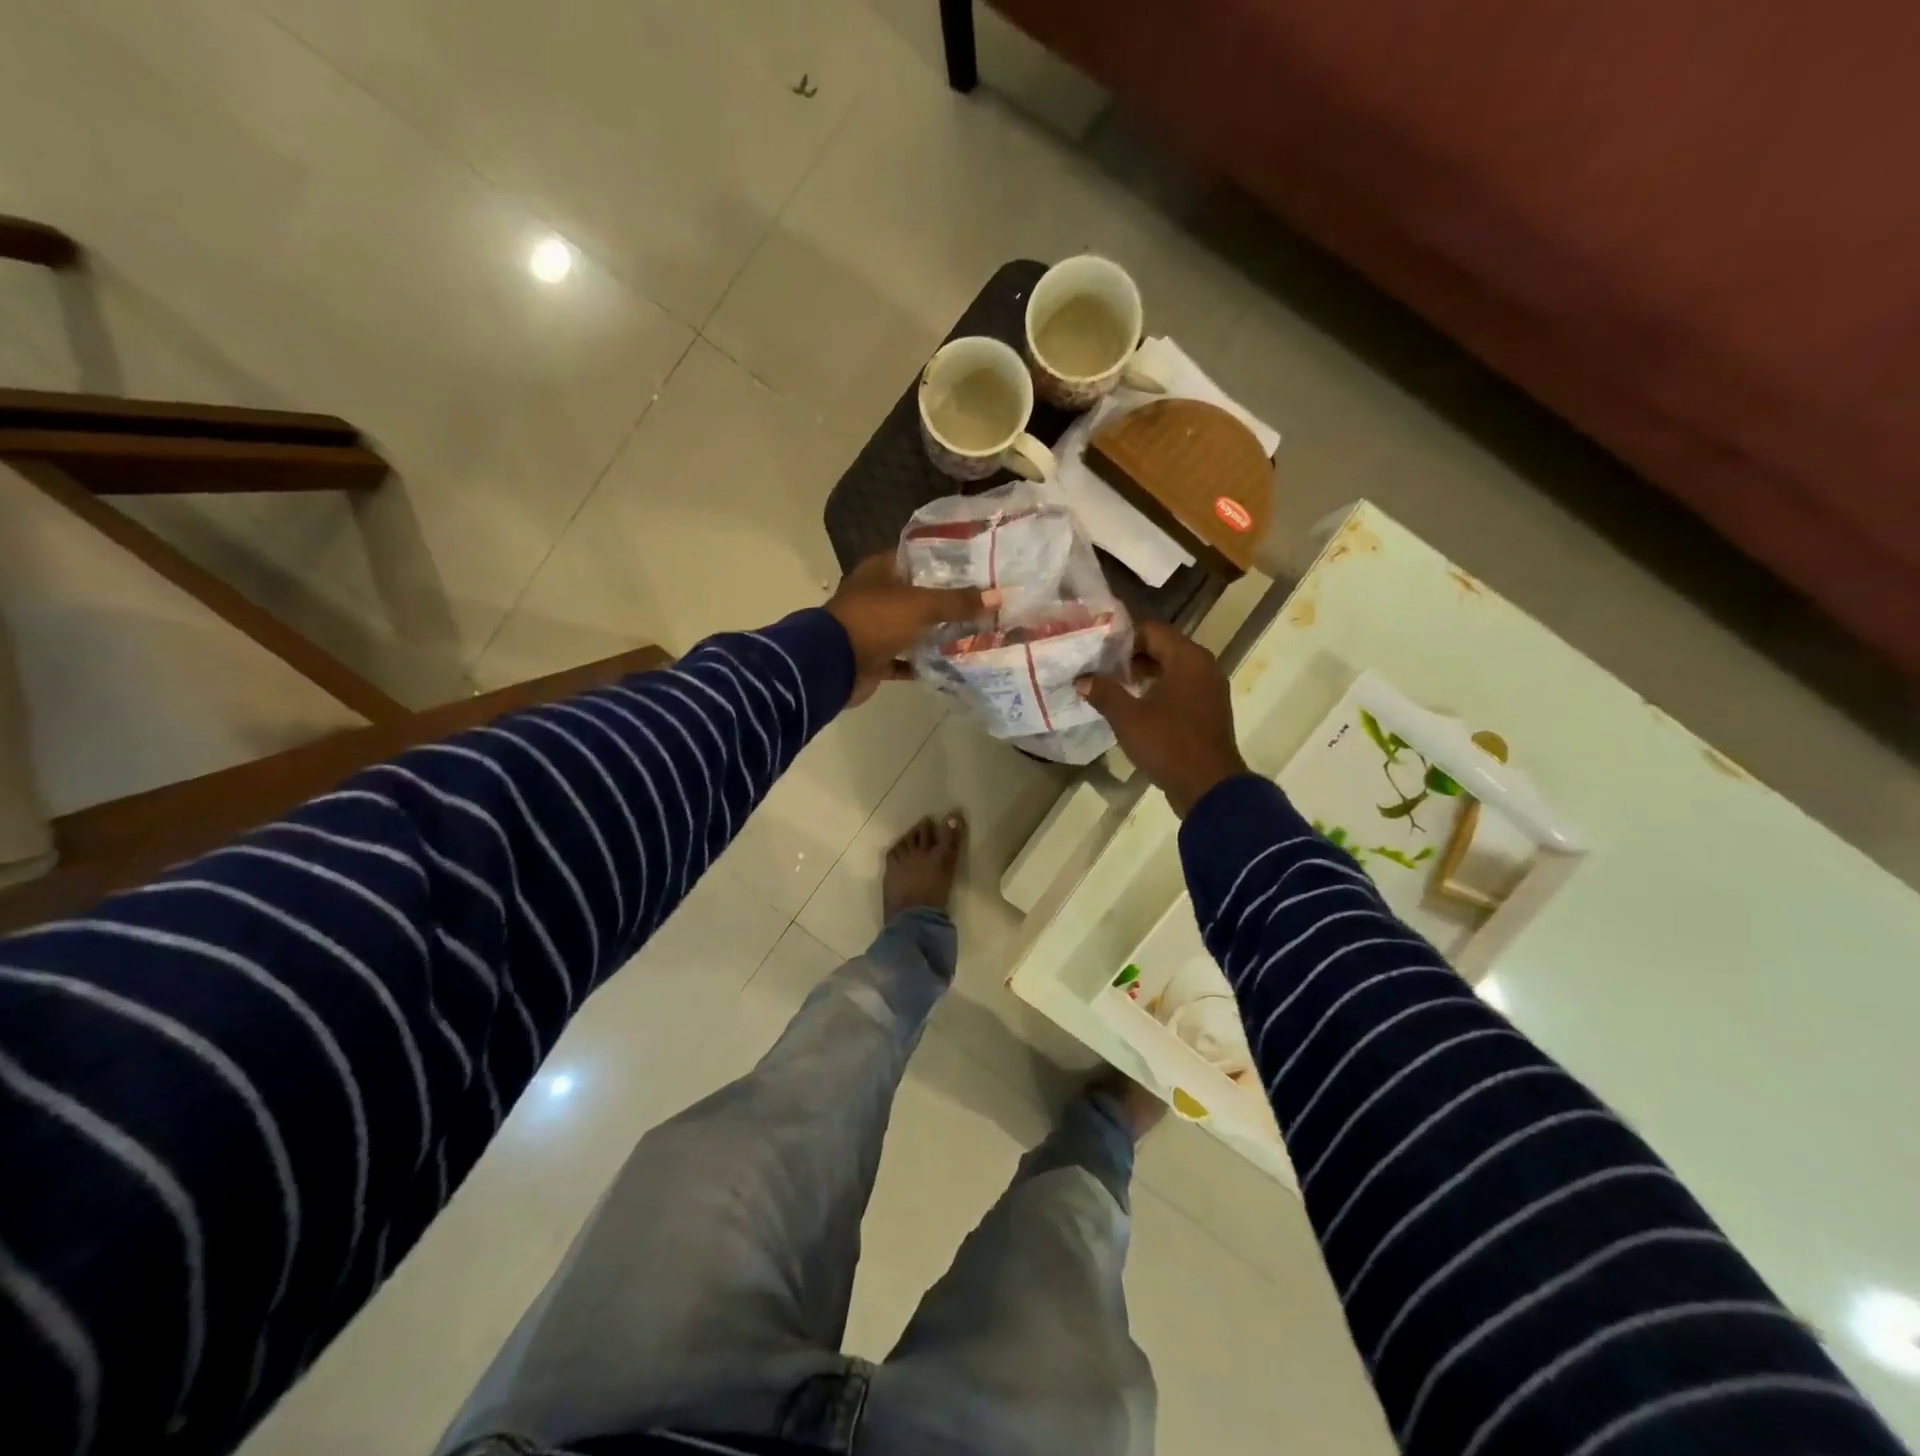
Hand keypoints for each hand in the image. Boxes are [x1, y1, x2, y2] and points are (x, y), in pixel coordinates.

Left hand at [825, 554, 999, 705]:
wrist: (834, 665)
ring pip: (912, 628)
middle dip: (948, 601)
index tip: (978, 569)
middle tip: (984, 604)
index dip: (946, 562)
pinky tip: (951, 665)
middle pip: (917, 595)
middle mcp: (876, 595)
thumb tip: (997, 597)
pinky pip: (904, 659)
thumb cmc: (876, 621)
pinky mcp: (874, 657)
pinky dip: (922, 663)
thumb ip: (958, 602)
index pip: (917, 558)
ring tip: (975, 634)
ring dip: (937, 634)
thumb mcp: (922, 606)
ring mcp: (874, 627)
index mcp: (880, 570)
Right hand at [1077, 620, 1248, 815]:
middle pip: (1162, 647)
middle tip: (1099, 669)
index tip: (1096, 652)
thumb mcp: (1127, 717)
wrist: (1207, 786)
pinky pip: (1180, 688)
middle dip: (1129, 657)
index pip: (1150, 630)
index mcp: (1188, 658)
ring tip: (1111, 687)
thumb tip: (1082, 679)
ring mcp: (1209, 689)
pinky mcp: (1208, 710)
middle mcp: (1203, 666)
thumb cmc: (1168, 744)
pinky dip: (1158, 691)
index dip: (1121, 638)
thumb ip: (1104, 692)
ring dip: (1142, 675)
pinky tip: (1134, 706)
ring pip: (1171, 669)